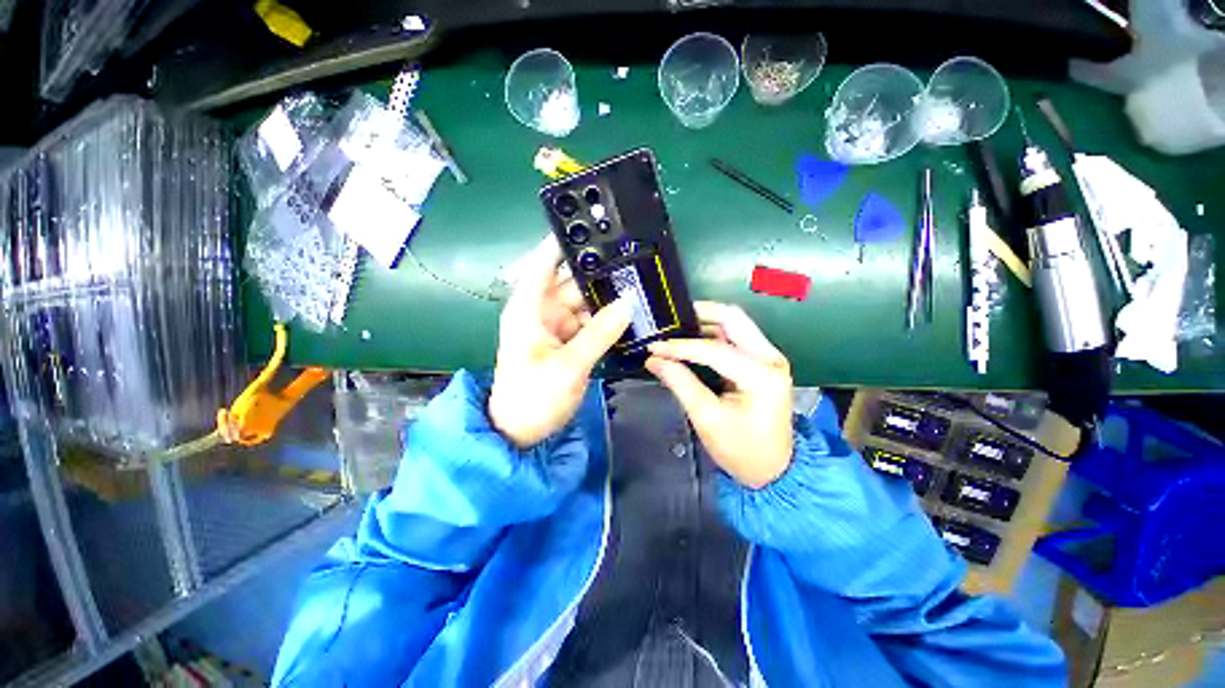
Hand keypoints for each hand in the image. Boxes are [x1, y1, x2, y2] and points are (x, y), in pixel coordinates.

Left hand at [488, 236, 631, 447]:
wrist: (520, 432)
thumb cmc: (533, 397)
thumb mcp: (568, 366)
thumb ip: (599, 334)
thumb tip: (628, 303)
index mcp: (530, 307)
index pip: (545, 262)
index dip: (565, 242)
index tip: (593, 225)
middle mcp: (542, 310)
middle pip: (573, 283)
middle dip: (601, 275)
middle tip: (635, 264)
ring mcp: (556, 326)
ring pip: (586, 303)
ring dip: (608, 299)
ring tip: (640, 288)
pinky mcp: (567, 340)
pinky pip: (590, 322)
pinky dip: (607, 320)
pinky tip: (630, 315)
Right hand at [645, 302, 793, 488]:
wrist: (774, 469)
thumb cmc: (741, 450)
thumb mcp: (707, 419)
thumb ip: (680, 383)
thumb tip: (654, 360)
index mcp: (761, 375)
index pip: (714, 349)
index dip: (680, 347)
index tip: (653, 347)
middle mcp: (770, 358)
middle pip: (733, 318)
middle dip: (699, 314)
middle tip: (669, 320)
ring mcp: (769, 357)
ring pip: (735, 323)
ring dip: (705, 321)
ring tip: (676, 329)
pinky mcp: (763, 361)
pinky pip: (736, 336)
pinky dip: (712, 333)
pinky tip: (692, 339)